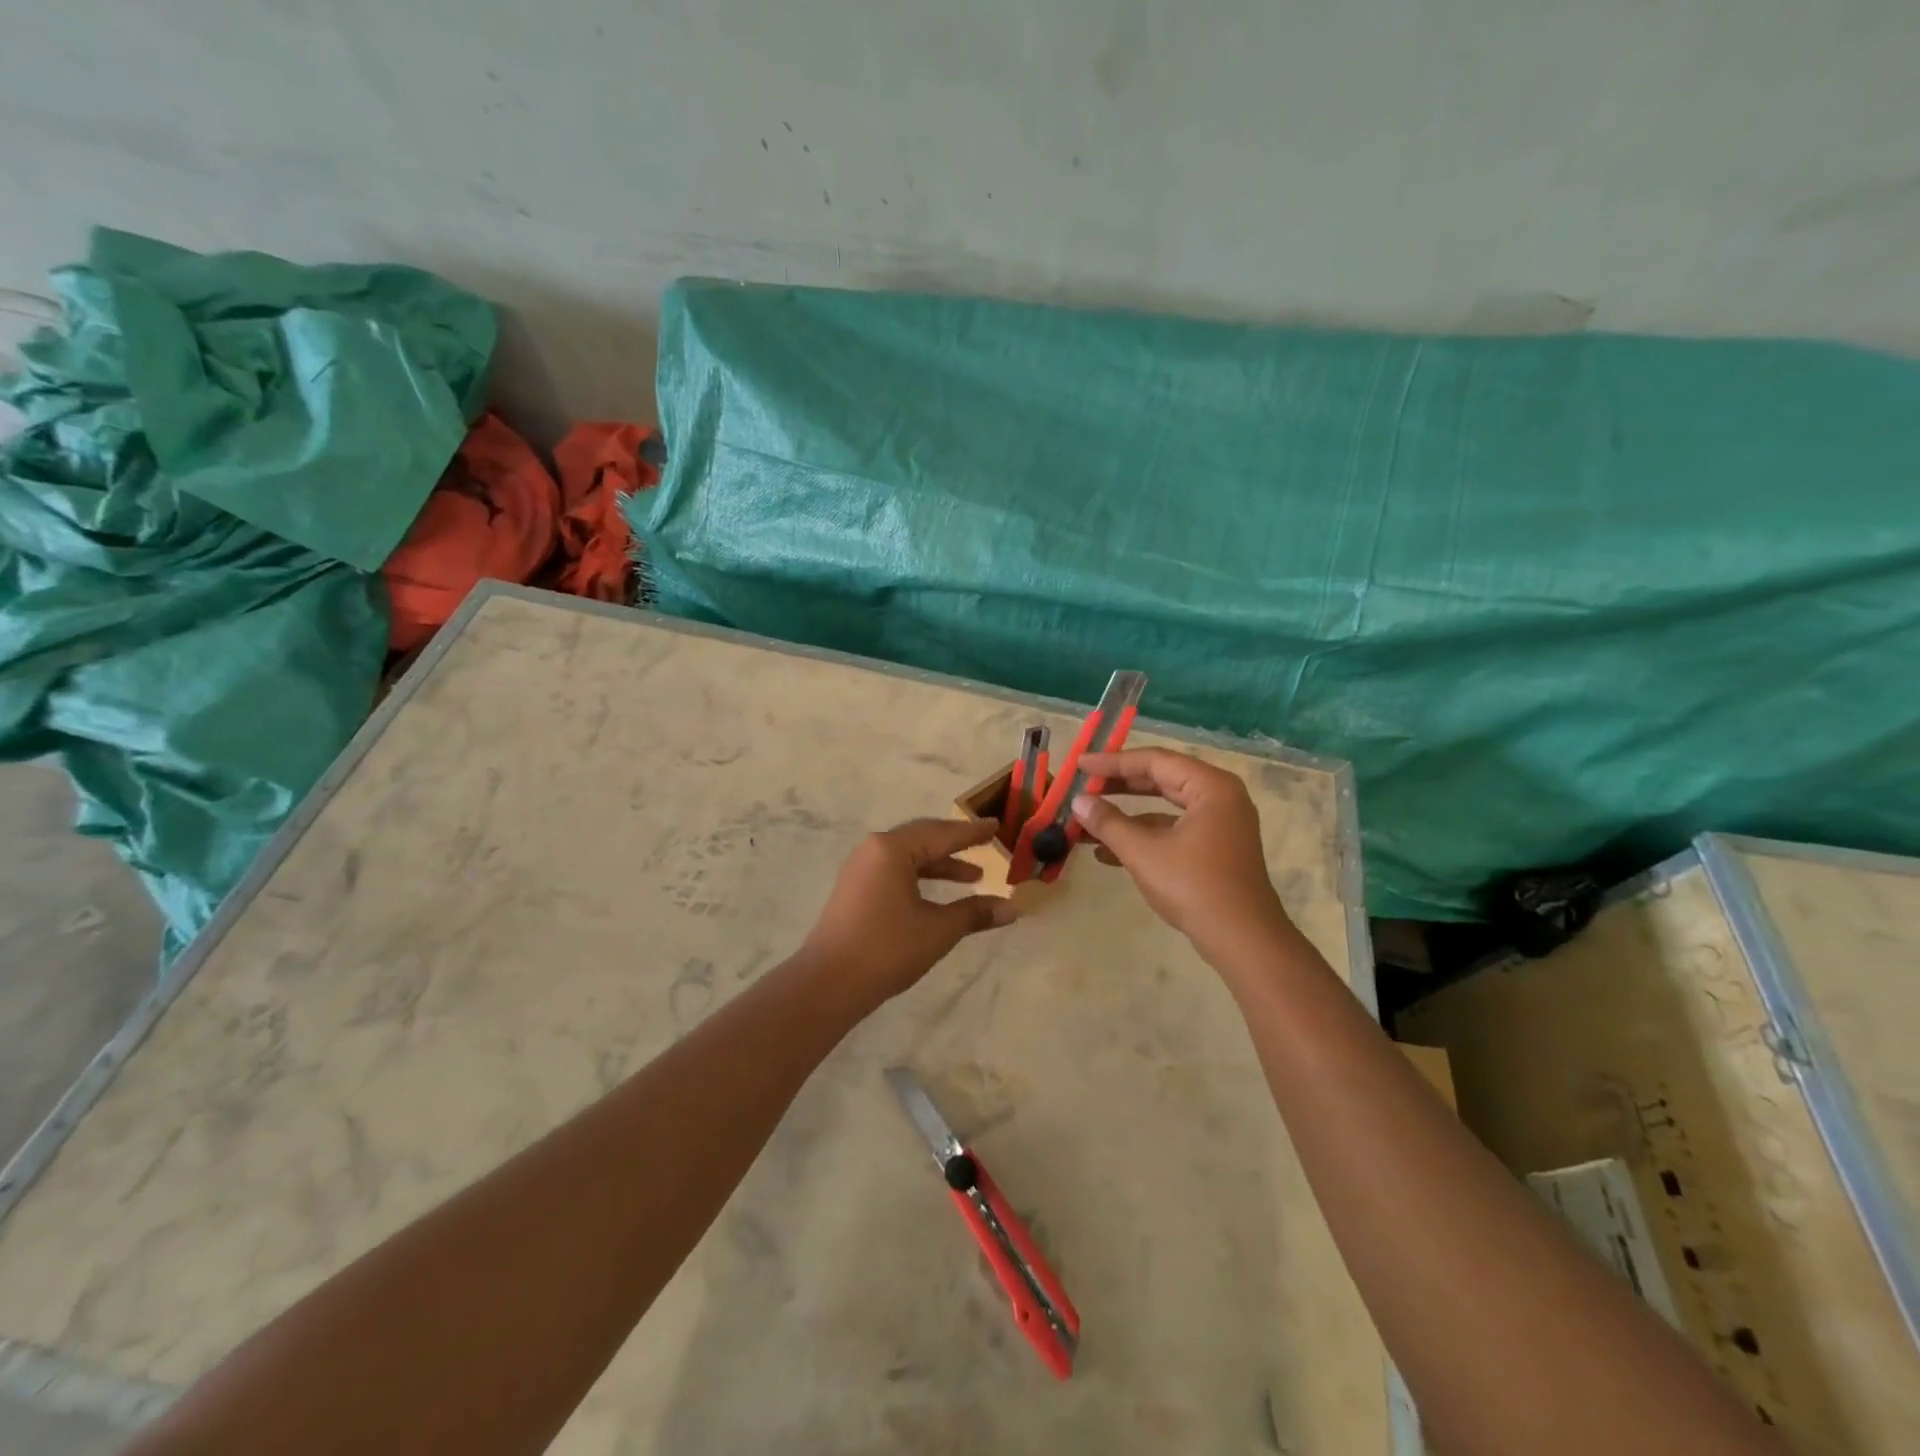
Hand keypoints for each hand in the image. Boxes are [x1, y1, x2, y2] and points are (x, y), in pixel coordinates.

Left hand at [800, 818, 1017, 1005]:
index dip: (972, 832)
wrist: (829, 983)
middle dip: (956, 845)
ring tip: (972, 878)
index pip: (942, 834)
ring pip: (908, 857)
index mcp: (892, 849)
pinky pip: (894, 871)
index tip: (995, 825)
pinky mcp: (854, 889)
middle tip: (985, 846)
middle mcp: (873, 850)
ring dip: (939, 865)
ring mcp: (860, 869)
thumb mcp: (938, 930)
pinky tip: (937, 895)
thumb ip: (975, 913)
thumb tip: (1012, 909)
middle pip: (923, 839)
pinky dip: (920, 877)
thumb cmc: (887, 949)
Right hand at [1070, 749, 1295, 963]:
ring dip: (1126, 816)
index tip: (1080, 765)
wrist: (1243, 941)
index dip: (1113, 762)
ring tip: (1087, 821)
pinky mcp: (1215, 849)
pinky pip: (1173, 830)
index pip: (1154, 761)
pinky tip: (1107, 853)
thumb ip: (1108, 822)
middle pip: (1161, 779)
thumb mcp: (1143, 853)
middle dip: (1119, 786)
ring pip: (1164, 807)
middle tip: (1083, 786)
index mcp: (1210, 787)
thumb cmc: (1194, 887)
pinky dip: (1144, 836)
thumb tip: (1078, 802)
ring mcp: (1220, 824)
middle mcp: (1220, 797)